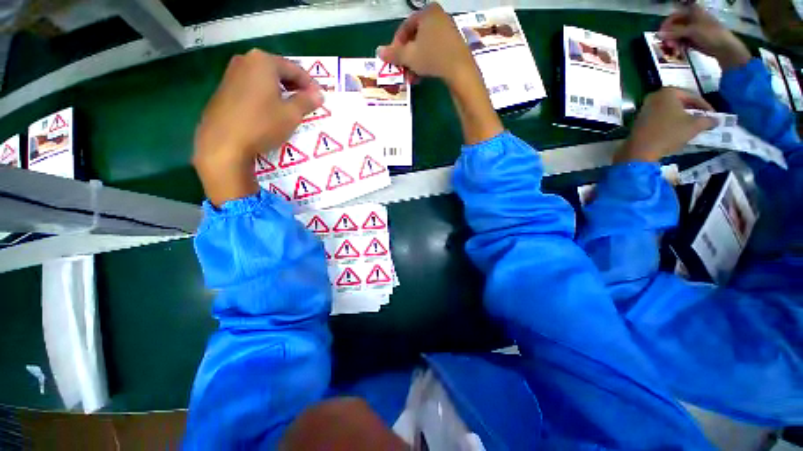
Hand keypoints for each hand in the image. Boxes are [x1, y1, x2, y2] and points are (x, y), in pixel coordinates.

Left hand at [194, 49, 322, 205]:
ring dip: (280, 91)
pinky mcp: (224, 90)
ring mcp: (231, 74)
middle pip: (277, 71)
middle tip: (307, 102)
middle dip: (294, 86)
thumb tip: (319, 95)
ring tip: (291, 107)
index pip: (294, 69)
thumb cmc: (262, 124)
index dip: (310, 84)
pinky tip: (271, 111)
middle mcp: (245, 61)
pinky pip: (252, 88)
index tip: (320, 97)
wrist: (223, 143)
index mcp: (263, 62)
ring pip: (264, 79)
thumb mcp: (291, 114)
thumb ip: (307, 101)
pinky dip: (266, 96)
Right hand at [377, 4, 502, 144]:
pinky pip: (435, 50)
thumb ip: (393, 54)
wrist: (460, 70)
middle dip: (407, 57)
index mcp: (427, 12)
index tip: (393, 60)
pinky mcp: (455, 44)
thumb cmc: (432, 58)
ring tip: (412, 77)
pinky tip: (423, 75)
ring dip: (415, 63)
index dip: (396, 45)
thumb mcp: (409, 56)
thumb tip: (378, 51)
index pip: (404, 27)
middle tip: (403, 71)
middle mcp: (438, 17)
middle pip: (415, 38)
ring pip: (425, 46)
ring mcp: (448, 30)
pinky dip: (427, 62)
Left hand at [617, 88, 717, 162]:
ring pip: (669, 110)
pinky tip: (677, 129)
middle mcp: (654, 96)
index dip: (706, 106)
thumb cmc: (669, 133)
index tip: (714, 115)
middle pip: (680, 101)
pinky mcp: (639, 119)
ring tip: (692, 125)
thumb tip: (716, 120)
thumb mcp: (694, 126)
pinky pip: (659, 117)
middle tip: (704, 118)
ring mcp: (644, 108)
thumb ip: (708, 120)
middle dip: (693, 110)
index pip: (693, 96)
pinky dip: (670, 121)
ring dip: (681, 116)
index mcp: (668, 92)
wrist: (640, 150)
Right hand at [658, 4, 750, 69]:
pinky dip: (679, 45)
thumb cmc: (710, 35)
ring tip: (674, 49)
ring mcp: (693, 30)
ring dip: (674, 42)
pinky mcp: (694, 39)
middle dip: (670, 35)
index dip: (666, 24)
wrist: (724, 48)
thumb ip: (674, 32)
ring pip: (677, 35)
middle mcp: (692, 19)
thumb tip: (659, 34)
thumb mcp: (691, 31)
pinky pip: (682, 41)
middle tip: (668, 45)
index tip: (660, 34)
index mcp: (693, 12)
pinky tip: (679, 51)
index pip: (674, 16)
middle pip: (675, 26)